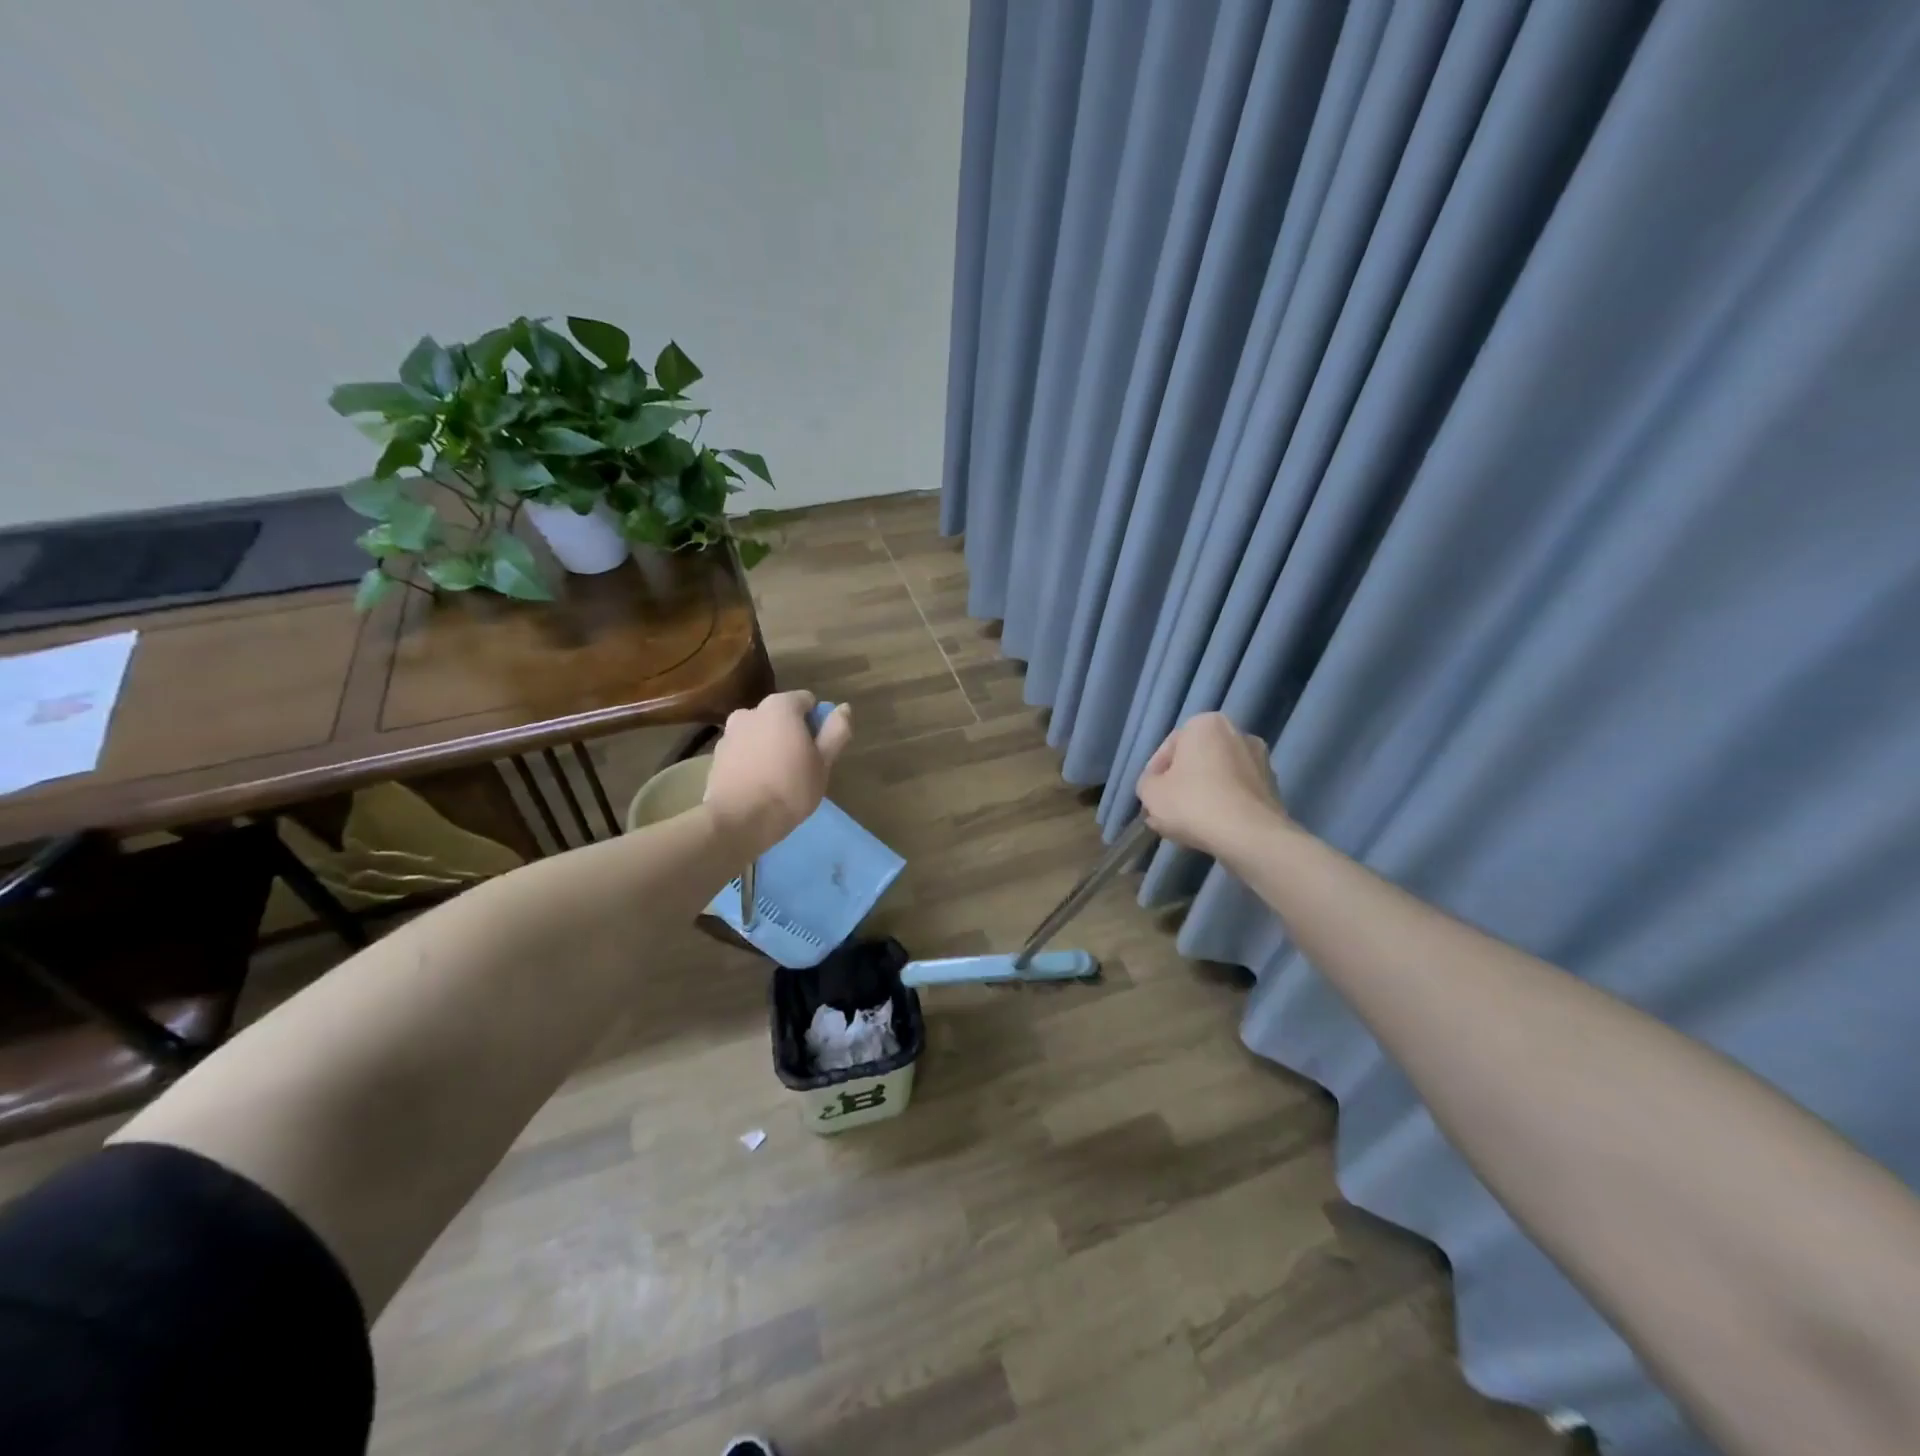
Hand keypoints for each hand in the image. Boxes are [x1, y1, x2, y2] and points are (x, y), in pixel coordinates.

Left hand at [703, 691, 853, 855]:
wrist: (739, 820)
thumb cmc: (790, 788)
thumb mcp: (824, 762)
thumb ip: (836, 731)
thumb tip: (843, 708)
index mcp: (779, 706)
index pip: (807, 701)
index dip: (817, 723)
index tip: (818, 749)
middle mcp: (750, 711)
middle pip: (781, 716)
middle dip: (791, 733)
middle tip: (801, 766)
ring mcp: (729, 733)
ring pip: (760, 734)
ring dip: (770, 746)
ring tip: (777, 778)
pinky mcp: (715, 757)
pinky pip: (743, 751)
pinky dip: (752, 760)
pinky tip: (758, 786)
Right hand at [1135, 712, 1287, 858]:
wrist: (1249, 835)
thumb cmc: (1192, 803)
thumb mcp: (1150, 792)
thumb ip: (1147, 783)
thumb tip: (1157, 786)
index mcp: (1206, 724)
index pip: (1169, 748)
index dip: (1154, 774)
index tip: (1150, 797)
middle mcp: (1238, 733)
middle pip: (1196, 762)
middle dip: (1180, 785)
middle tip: (1166, 810)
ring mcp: (1260, 760)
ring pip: (1217, 778)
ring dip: (1201, 796)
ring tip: (1185, 824)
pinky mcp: (1273, 787)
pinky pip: (1236, 794)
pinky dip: (1222, 806)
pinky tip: (1209, 829)